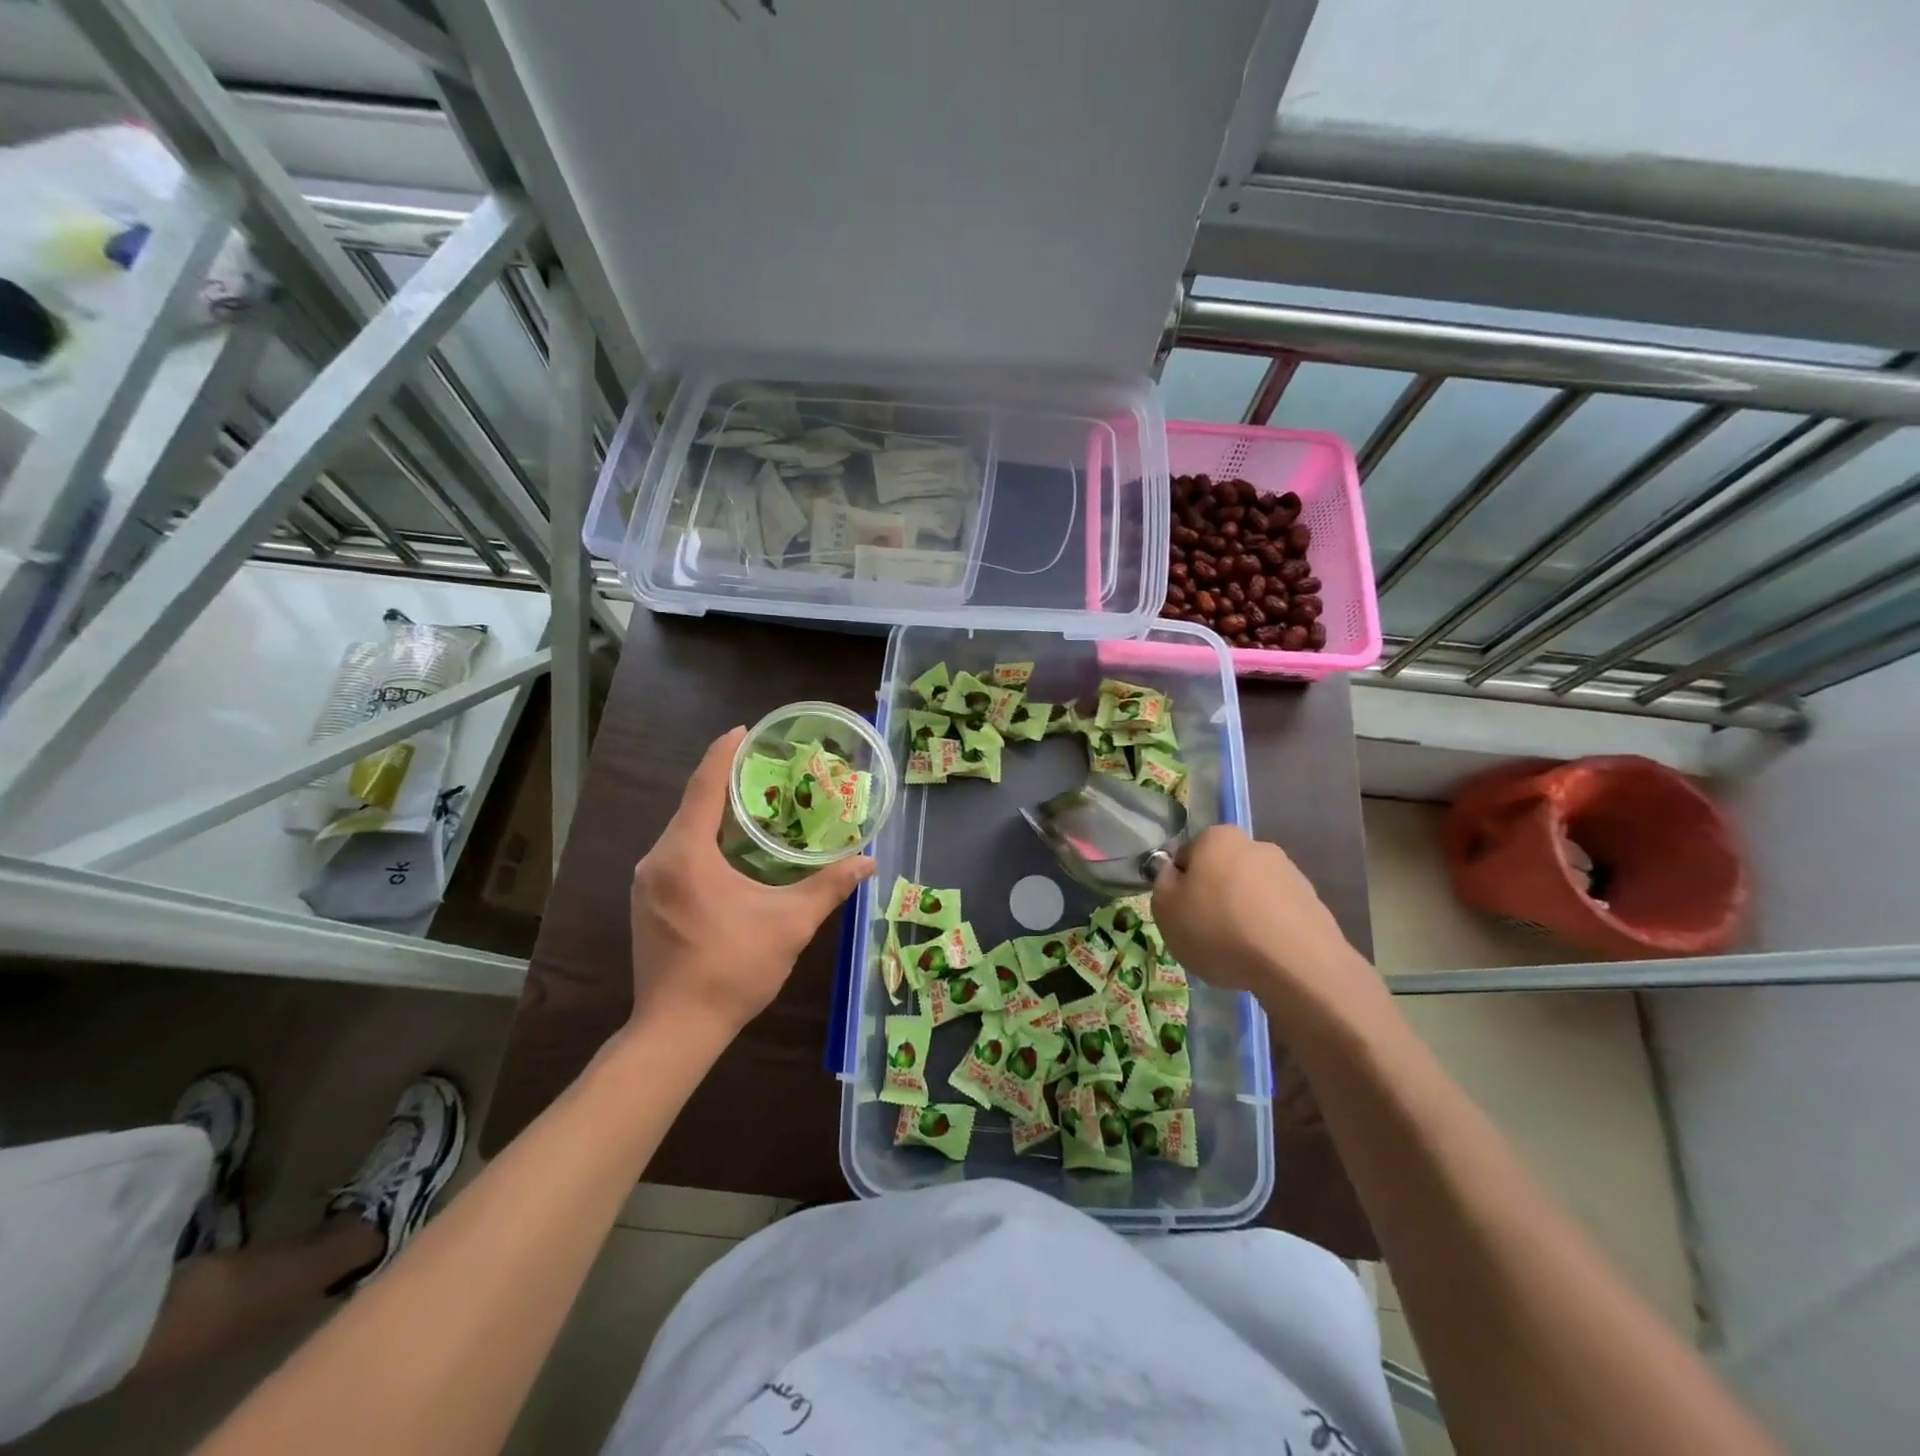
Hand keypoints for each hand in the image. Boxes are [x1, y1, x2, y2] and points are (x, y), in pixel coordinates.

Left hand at [628, 727, 874, 1038]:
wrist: (677, 1030)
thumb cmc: (733, 969)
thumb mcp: (790, 924)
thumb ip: (829, 886)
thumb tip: (868, 861)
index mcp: (686, 854)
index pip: (703, 786)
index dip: (723, 754)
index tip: (744, 731)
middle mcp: (658, 860)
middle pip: (691, 806)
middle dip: (725, 784)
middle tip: (766, 772)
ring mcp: (646, 882)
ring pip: (683, 832)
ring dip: (715, 815)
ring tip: (756, 806)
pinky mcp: (646, 902)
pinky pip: (676, 854)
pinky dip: (703, 841)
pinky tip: (731, 851)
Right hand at [1151, 825, 1370, 1018]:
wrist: (1296, 965)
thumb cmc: (1218, 929)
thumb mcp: (1165, 909)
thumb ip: (1162, 883)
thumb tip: (1173, 873)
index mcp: (1217, 838)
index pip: (1186, 857)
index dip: (1179, 887)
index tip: (1181, 914)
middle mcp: (1255, 845)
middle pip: (1220, 872)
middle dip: (1212, 897)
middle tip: (1205, 934)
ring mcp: (1289, 874)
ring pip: (1250, 893)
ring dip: (1240, 914)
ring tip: (1237, 951)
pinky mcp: (1313, 904)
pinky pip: (1276, 915)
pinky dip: (1266, 931)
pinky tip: (1263, 957)